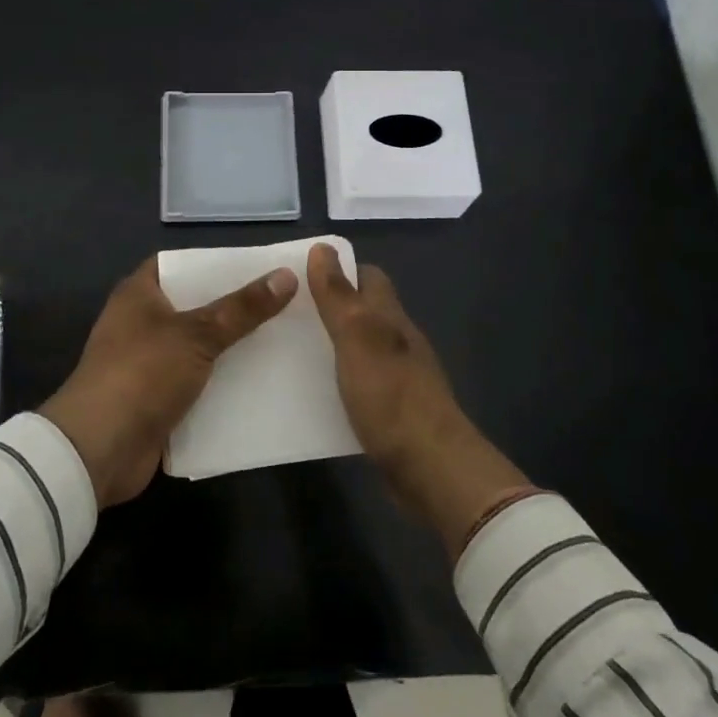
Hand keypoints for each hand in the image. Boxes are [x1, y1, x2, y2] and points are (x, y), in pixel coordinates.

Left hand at [42, 257, 297, 507]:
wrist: (98, 450)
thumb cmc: (142, 373)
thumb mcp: (197, 335)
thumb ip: (242, 309)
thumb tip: (286, 276)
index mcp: (139, 294)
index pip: (181, 265)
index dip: (215, 263)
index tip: (257, 266)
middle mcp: (140, 323)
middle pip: (195, 306)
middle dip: (233, 308)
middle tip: (281, 303)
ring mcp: (147, 363)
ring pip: (199, 347)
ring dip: (231, 348)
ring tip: (281, 340)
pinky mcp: (155, 400)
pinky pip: (196, 383)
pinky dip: (222, 384)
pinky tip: (260, 382)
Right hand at [307, 242, 532, 556]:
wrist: (431, 468)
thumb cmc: (391, 395)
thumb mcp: (356, 337)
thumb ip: (338, 295)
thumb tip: (323, 247)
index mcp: (390, 317)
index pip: (368, 277)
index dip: (339, 270)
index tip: (302, 276)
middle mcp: (398, 341)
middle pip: (365, 311)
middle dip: (331, 308)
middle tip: (287, 315)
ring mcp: (399, 377)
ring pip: (363, 348)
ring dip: (334, 346)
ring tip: (292, 351)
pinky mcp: (394, 411)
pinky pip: (362, 383)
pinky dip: (341, 381)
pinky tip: (316, 393)